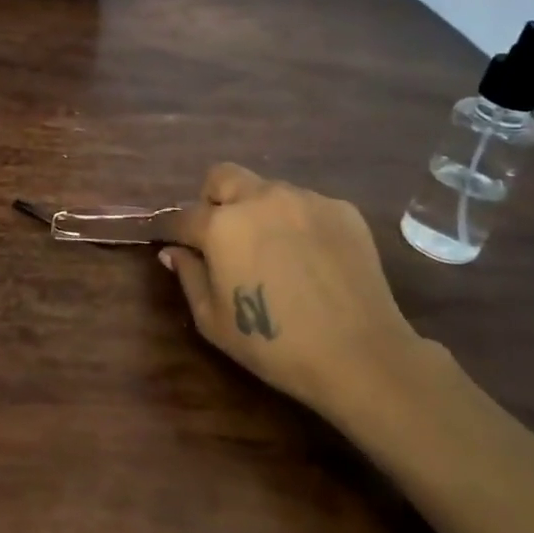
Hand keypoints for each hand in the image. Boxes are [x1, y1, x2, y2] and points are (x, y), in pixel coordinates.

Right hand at [163, 163, 438, 427]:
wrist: (359, 355)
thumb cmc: (274, 345)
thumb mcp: (213, 320)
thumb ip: (188, 276)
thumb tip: (174, 251)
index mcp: (222, 225)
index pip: (184, 215)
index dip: (174, 230)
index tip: (174, 243)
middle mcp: (261, 199)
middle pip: (223, 177)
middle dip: (214, 200)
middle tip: (223, 236)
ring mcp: (305, 200)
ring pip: (268, 190)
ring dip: (259, 211)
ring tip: (275, 251)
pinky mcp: (342, 210)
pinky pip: (306, 206)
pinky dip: (298, 223)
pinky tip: (311, 259)